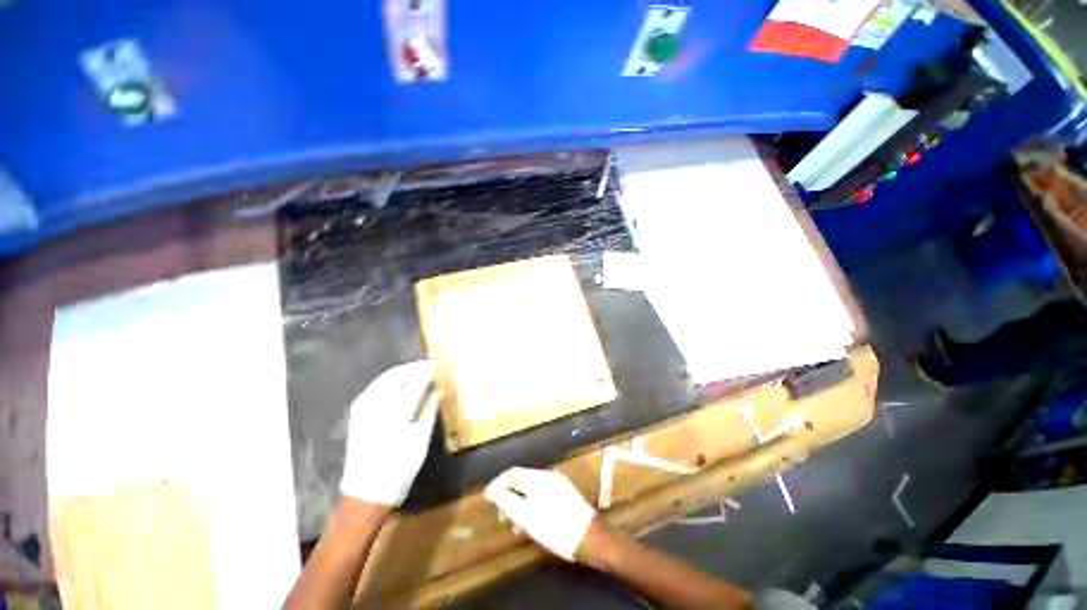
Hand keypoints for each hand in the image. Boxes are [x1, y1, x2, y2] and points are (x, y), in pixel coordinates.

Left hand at [340, 360, 438, 505]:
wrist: (366, 492)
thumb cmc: (399, 468)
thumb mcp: (421, 439)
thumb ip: (429, 410)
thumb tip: (438, 391)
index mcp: (397, 411)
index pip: (416, 382)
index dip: (428, 372)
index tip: (438, 366)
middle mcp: (377, 404)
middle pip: (398, 375)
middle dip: (414, 368)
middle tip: (428, 366)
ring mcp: (364, 407)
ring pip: (385, 378)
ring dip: (401, 371)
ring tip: (416, 371)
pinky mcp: (357, 412)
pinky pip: (375, 386)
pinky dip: (389, 380)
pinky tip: (397, 382)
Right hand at [484, 467, 595, 561]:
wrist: (589, 538)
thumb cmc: (555, 529)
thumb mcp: (526, 517)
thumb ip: (507, 501)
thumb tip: (492, 490)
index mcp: (539, 478)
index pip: (513, 473)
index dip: (498, 484)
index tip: (487, 498)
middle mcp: (549, 476)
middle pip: (523, 480)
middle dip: (509, 495)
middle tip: (501, 516)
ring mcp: (559, 484)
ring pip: (532, 489)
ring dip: (520, 502)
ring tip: (514, 524)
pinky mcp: (565, 494)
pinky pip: (542, 494)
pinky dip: (531, 505)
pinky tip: (531, 522)